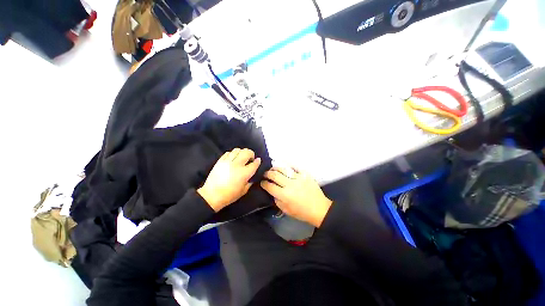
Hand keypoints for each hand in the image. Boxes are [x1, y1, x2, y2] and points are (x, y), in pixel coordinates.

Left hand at [198, 148, 260, 211]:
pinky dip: (232, 154)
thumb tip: (252, 176)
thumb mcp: (244, 191)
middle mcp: (237, 165)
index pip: (254, 163)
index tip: (258, 160)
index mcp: (244, 173)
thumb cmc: (229, 195)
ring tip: (241, 157)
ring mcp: (228, 161)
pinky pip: (228, 153)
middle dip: (251, 154)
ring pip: (237, 150)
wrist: (212, 196)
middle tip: (250, 158)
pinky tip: (233, 158)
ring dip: (242, 152)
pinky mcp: (220, 161)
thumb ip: (250, 182)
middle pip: (247, 152)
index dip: (257, 161)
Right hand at [260, 167, 331, 227]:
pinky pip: (294, 167)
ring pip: (283, 169)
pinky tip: (284, 166)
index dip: (263, 183)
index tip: (262, 182)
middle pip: (274, 175)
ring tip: (273, 169)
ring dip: (275, 168)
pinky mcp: (305, 174)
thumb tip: (272, 191)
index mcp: (284, 195)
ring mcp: (298, 178)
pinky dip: (288, 166)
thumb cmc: (302, 212)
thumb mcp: (286, 210)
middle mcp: (289, 184)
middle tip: (265, 174)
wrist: (319, 208)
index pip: (269, 186)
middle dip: (267, 173)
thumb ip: (277, 200)